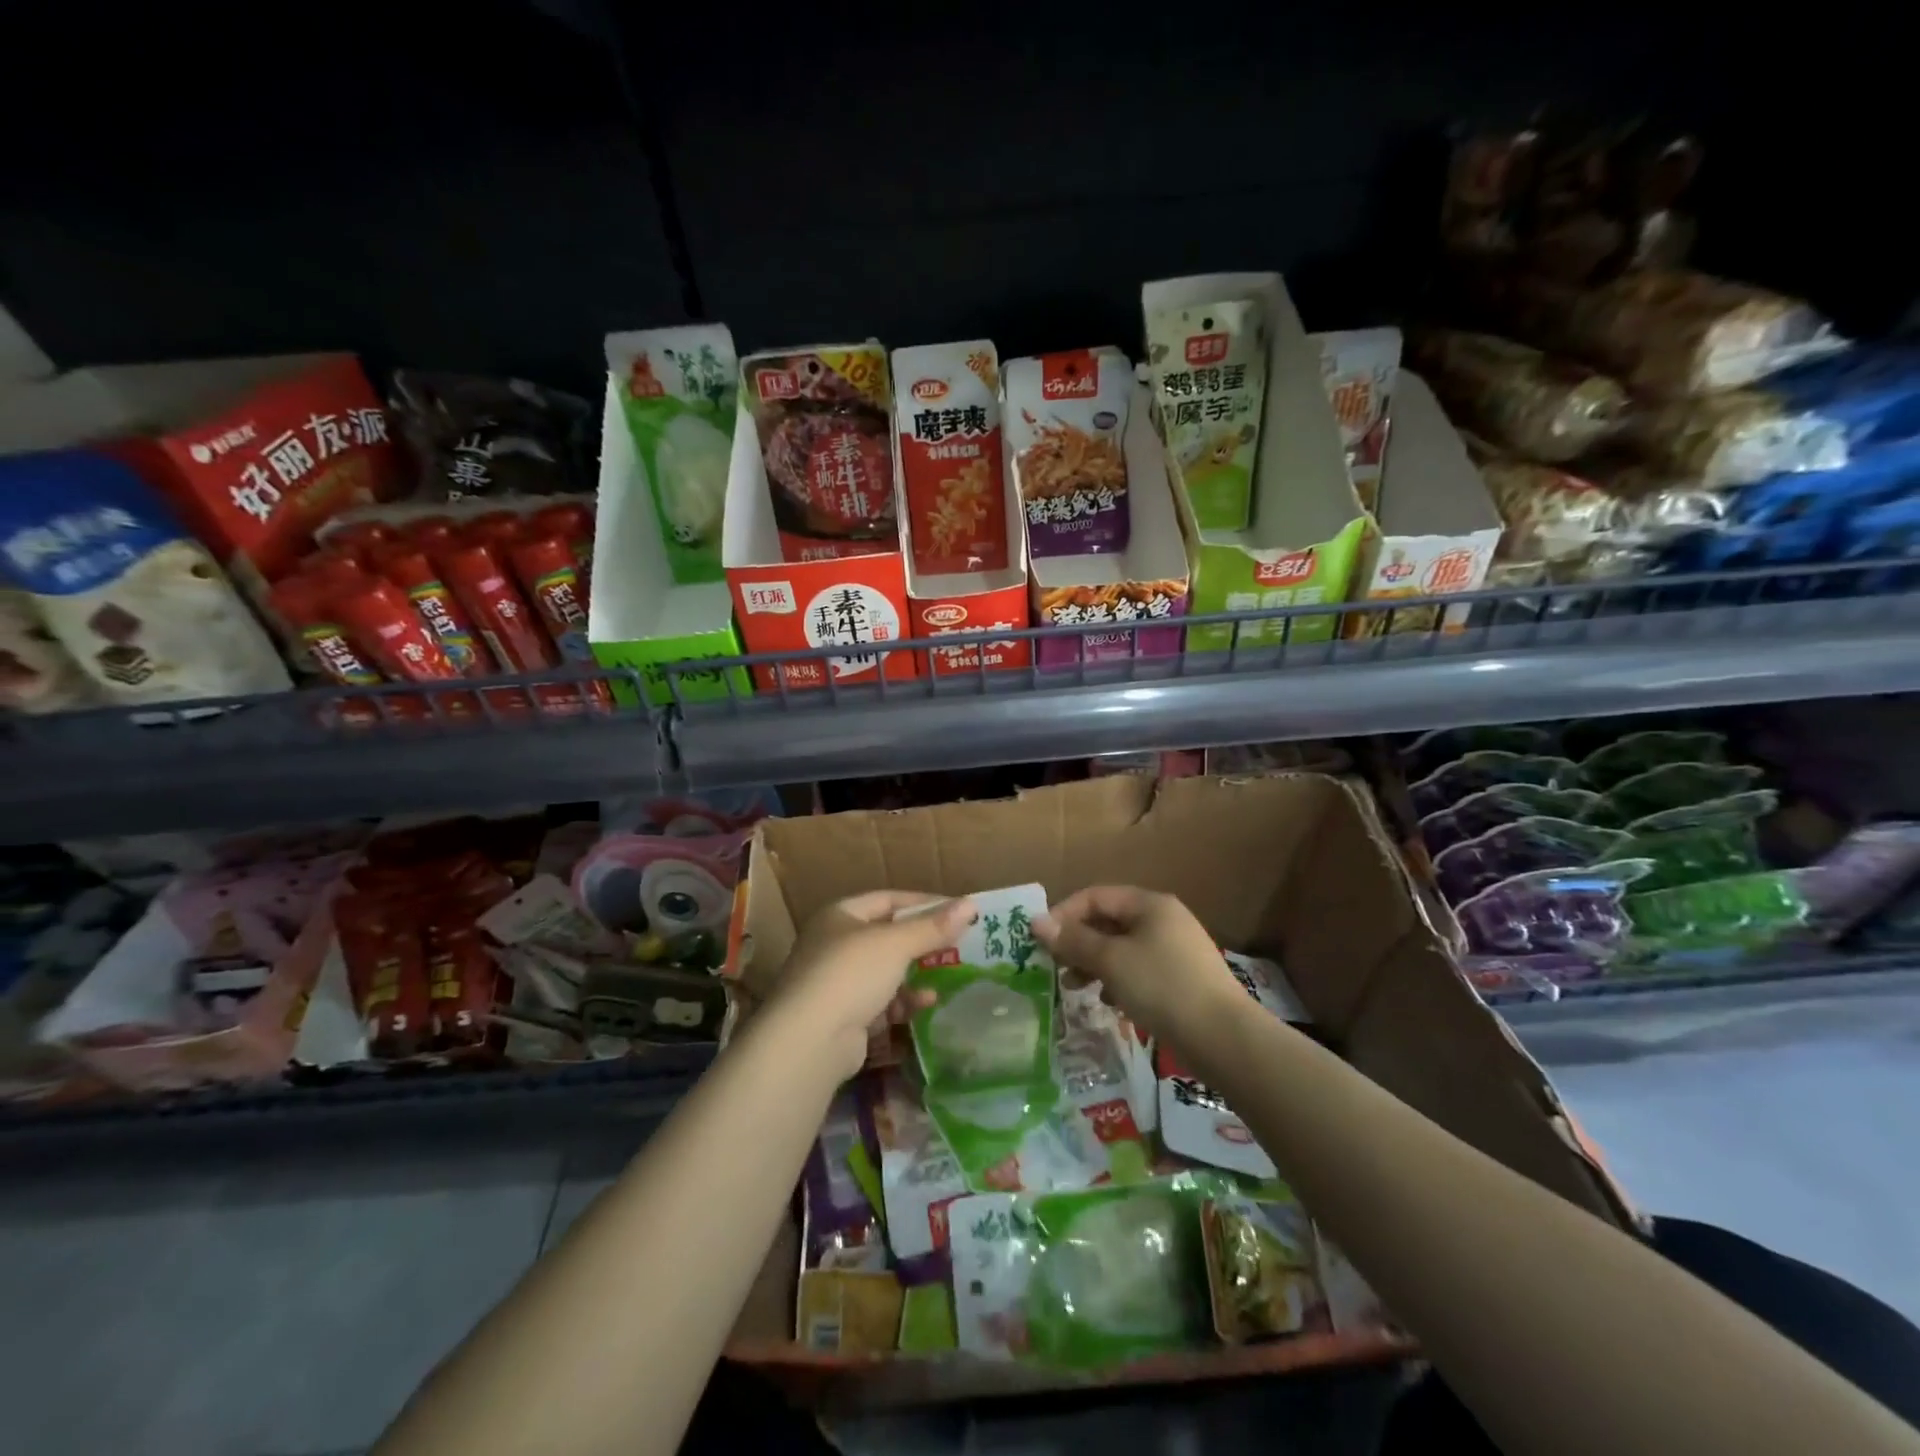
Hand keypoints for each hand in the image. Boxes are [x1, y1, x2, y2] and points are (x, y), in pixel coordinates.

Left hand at [765, 890, 977, 1079]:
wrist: (809, 1040)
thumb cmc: (851, 974)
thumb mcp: (896, 944)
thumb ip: (933, 926)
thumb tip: (971, 904)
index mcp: (840, 915)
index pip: (888, 899)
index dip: (923, 902)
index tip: (957, 910)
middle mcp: (834, 944)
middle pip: (887, 936)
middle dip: (922, 942)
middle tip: (958, 945)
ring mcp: (837, 982)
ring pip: (886, 972)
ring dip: (916, 974)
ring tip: (946, 976)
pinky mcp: (843, 1017)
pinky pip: (880, 1002)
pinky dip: (903, 1002)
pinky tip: (925, 1004)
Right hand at [1036, 886, 1245, 1048]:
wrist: (1223, 1038)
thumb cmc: (1161, 987)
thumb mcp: (1111, 961)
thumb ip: (1073, 940)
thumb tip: (1037, 921)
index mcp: (1149, 904)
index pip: (1095, 896)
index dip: (1064, 913)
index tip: (1041, 941)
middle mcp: (1164, 919)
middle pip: (1109, 921)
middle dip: (1078, 942)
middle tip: (1054, 966)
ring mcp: (1176, 949)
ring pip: (1122, 948)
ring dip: (1094, 963)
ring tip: (1075, 987)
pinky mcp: (1181, 979)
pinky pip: (1139, 970)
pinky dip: (1118, 980)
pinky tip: (1108, 1002)